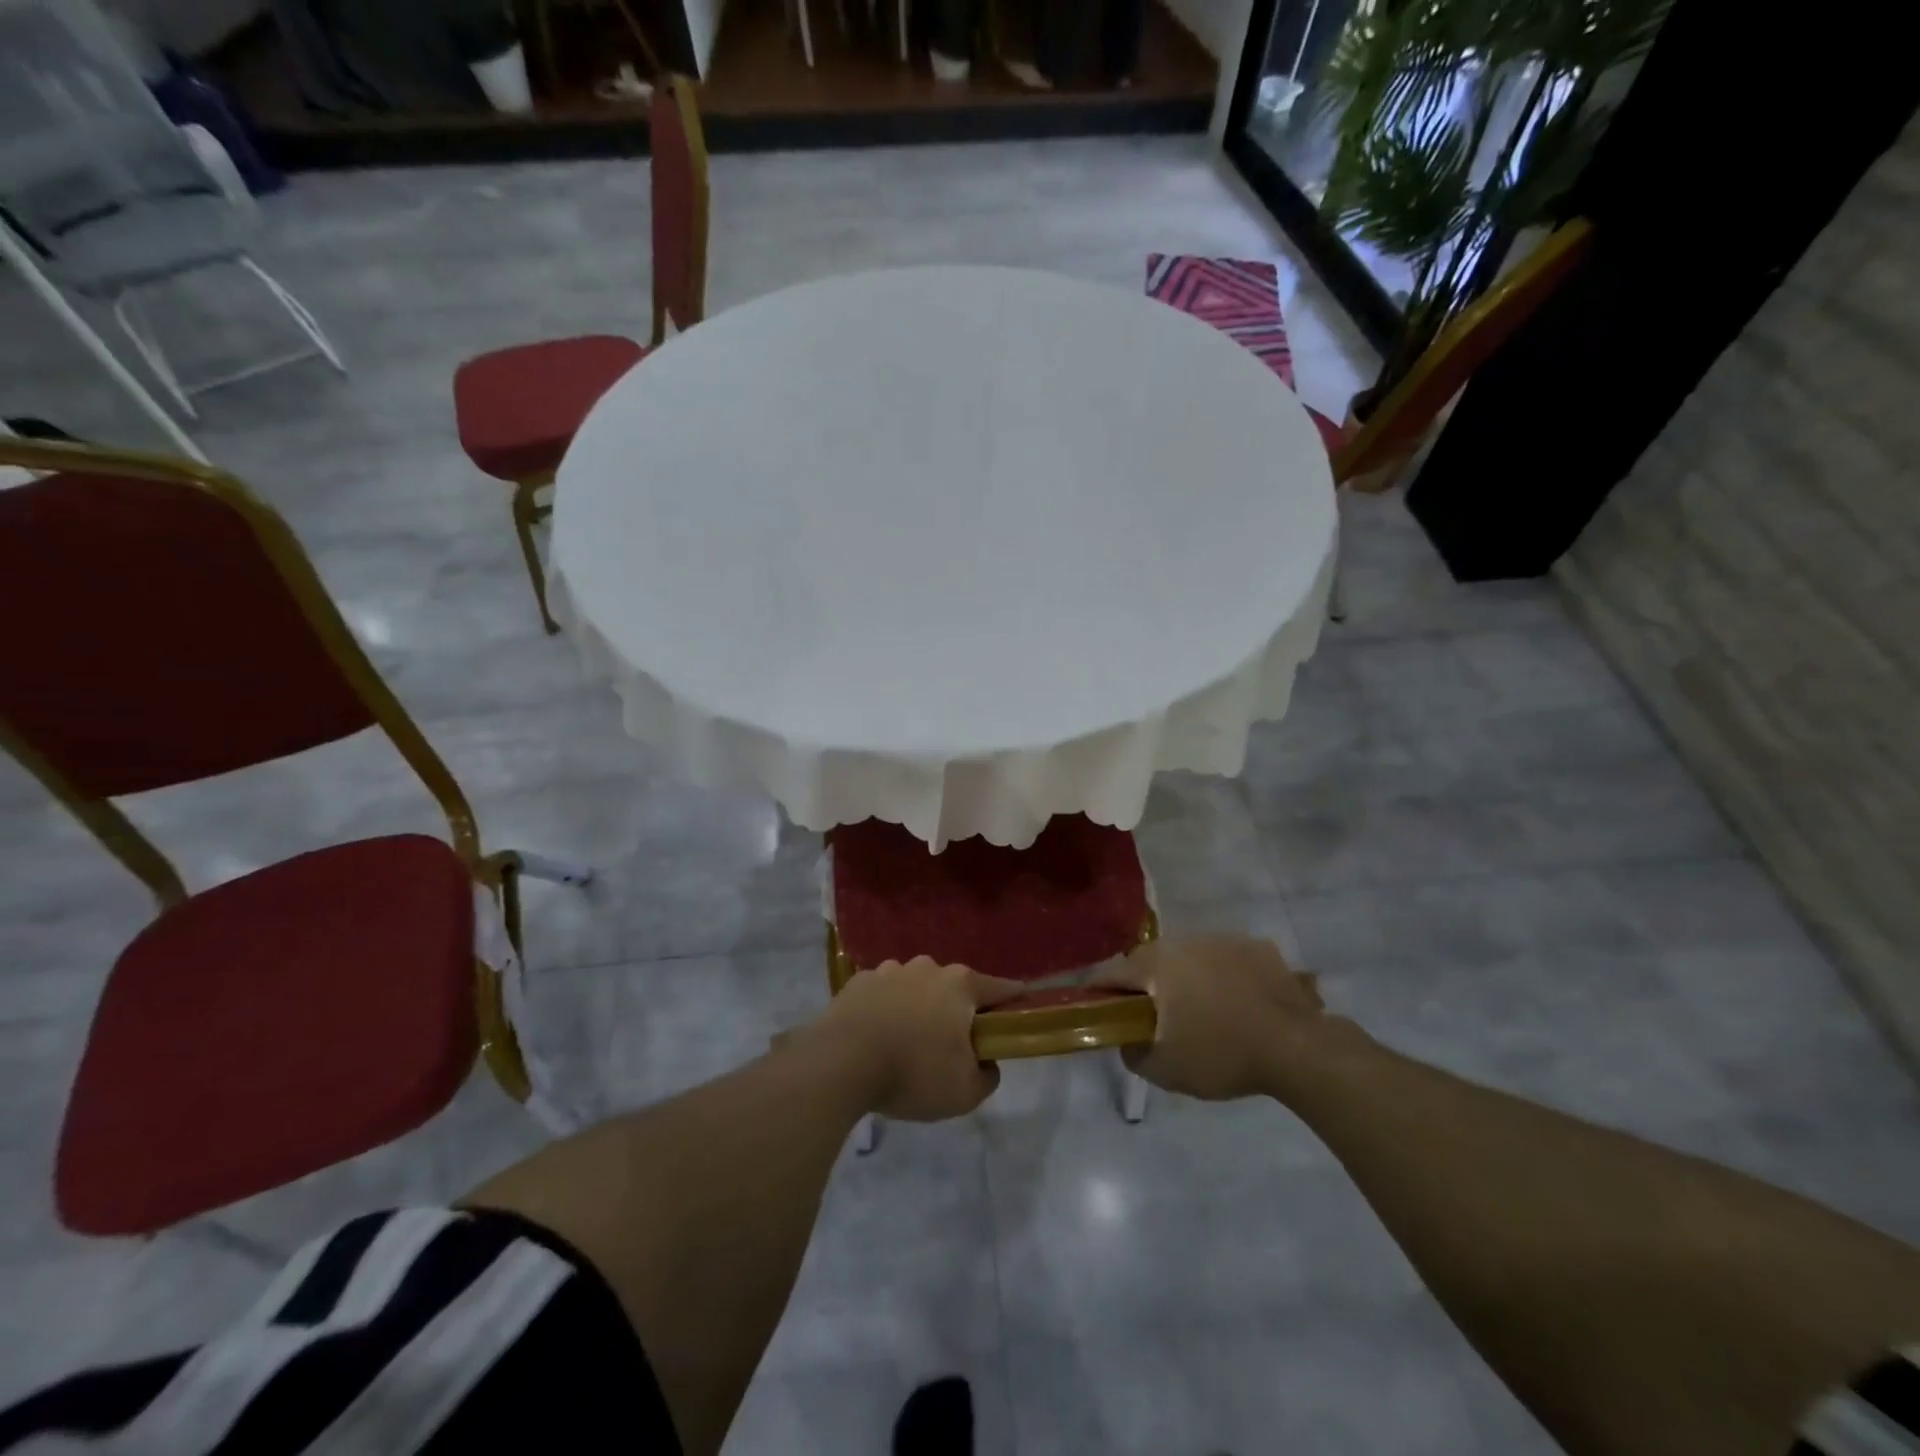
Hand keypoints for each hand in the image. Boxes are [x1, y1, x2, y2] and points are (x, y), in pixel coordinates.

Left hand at [805, 958, 1022, 1120]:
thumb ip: (987, 1075)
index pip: (1001, 988)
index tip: (1017, 1012)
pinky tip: (877, 1037)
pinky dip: (886, 1010)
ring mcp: (890, 970)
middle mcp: (928, 967)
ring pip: (916, 988)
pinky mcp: (859, 981)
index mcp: (961, 985)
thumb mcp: (965, 1092)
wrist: (841, 1063)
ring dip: (918, 1008)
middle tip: (950, 1046)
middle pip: (954, 988)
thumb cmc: (913, 1073)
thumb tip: (986, 1062)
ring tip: (907, 1044)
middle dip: (957, 1011)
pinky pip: (883, 995)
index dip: (1013, 1001)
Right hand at [1094, 936, 1330, 1100]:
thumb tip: (1126, 1039)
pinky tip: (1236, 1004)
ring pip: (1188, 956)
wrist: (1297, 1047)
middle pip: (1149, 960)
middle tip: (1149, 1016)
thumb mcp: (1165, 1069)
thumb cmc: (1221, 1054)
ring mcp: (1223, 940)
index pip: (1110, 972)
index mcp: (1155, 964)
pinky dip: (1221, 976)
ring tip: (1197, 1011)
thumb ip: (1133, 1053)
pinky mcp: (1257, 947)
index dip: (1097, 991)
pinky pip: (1225, 959)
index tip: (1095, 1009)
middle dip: (1143, 985)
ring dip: (1183, 978)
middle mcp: (1184, 941)